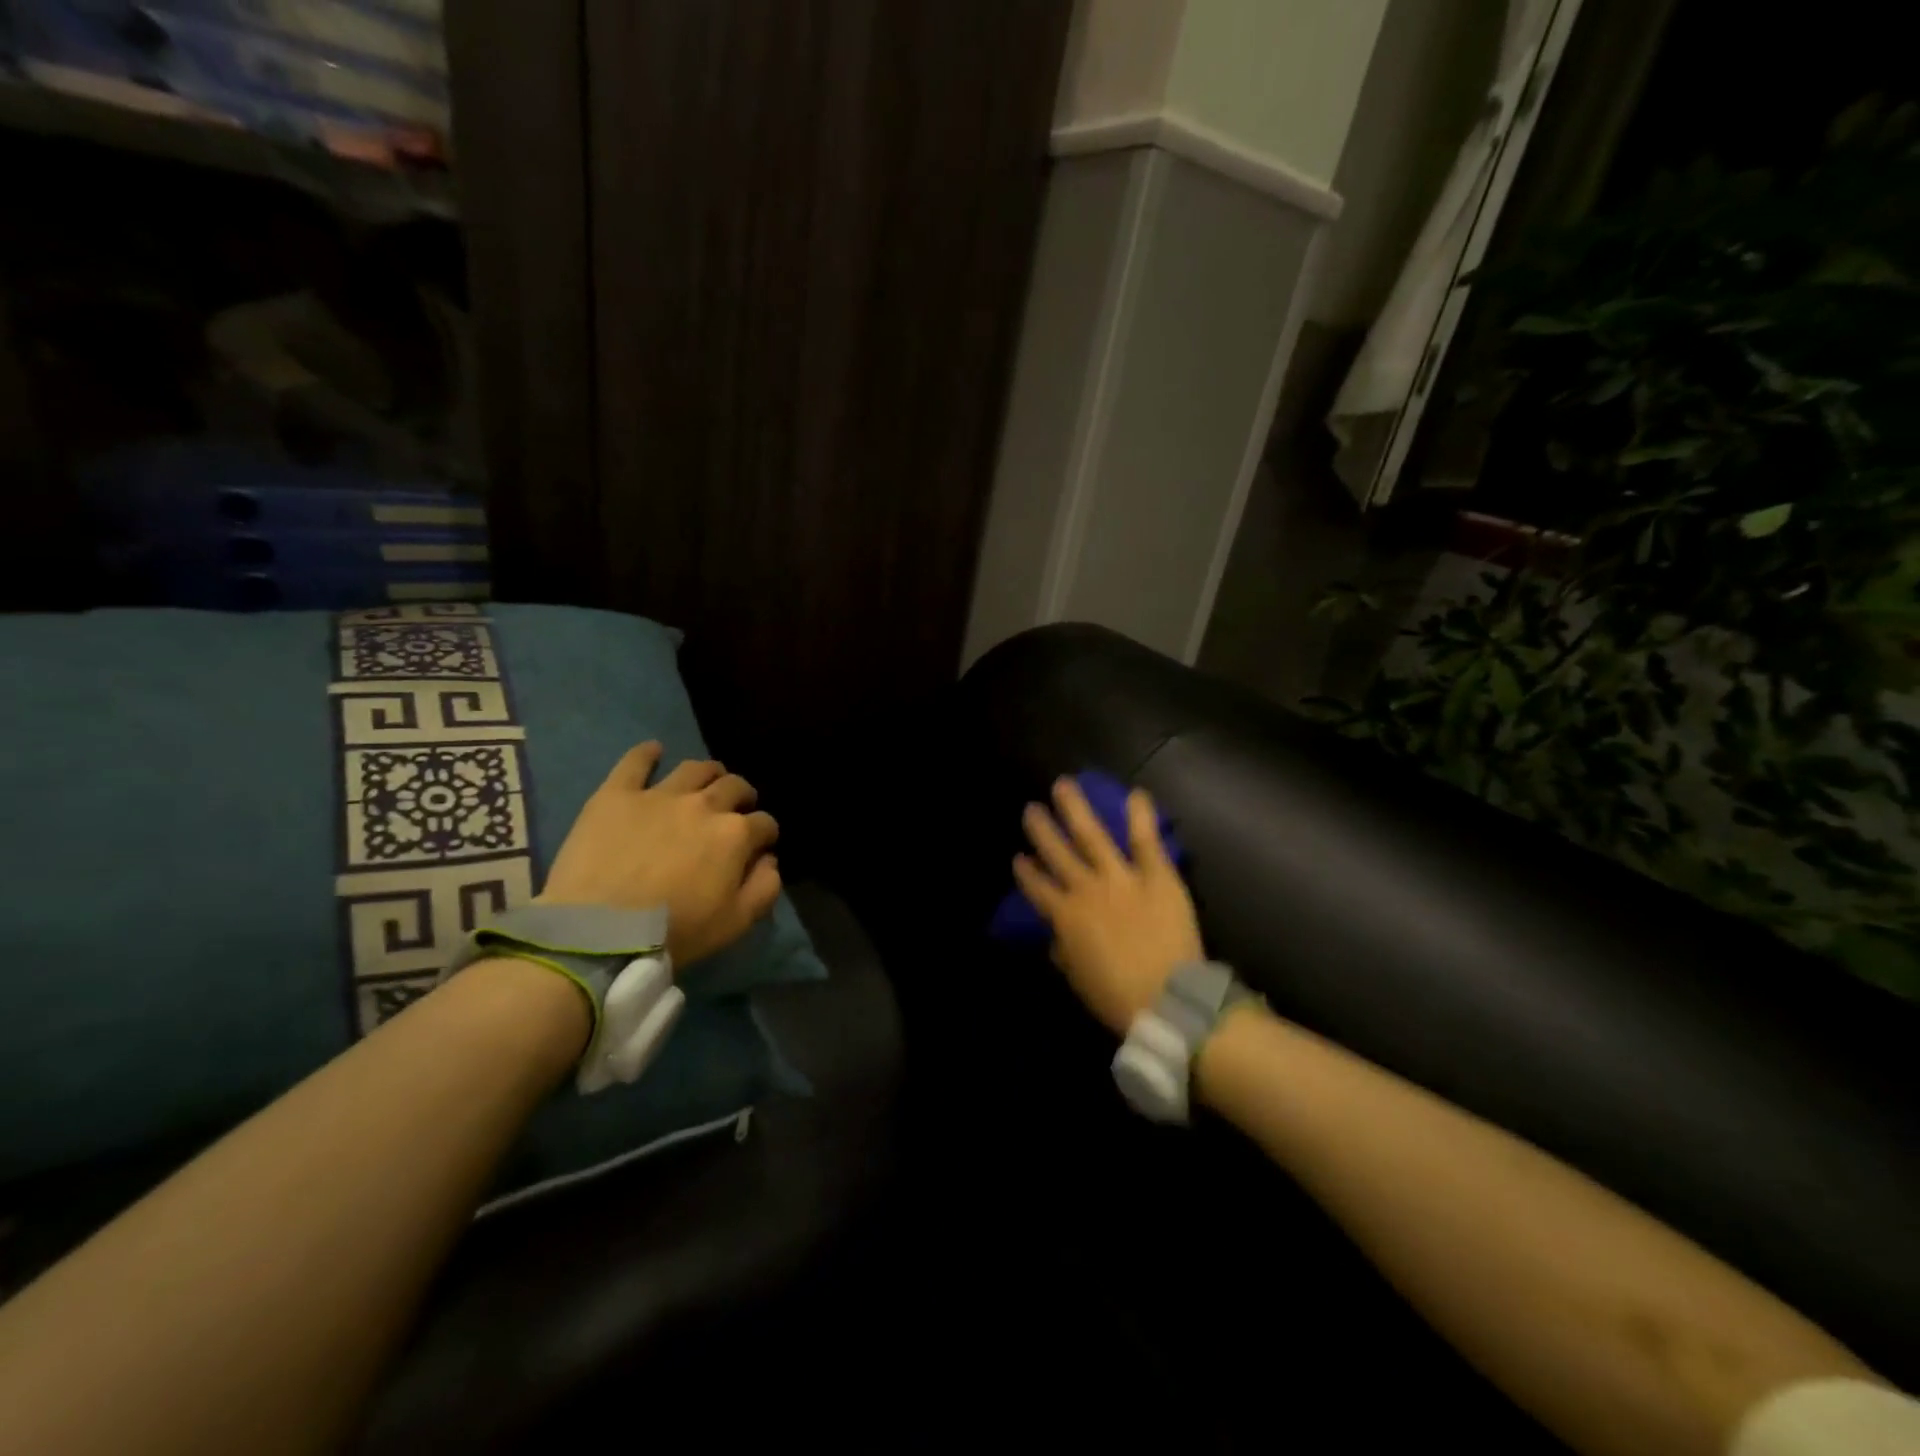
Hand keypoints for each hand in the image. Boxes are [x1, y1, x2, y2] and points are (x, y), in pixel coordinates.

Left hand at [539, 742, 781, 967]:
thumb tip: (770, 861)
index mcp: (735, 835)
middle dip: (742, 796)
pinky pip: (635, 762)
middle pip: (734, 787)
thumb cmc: (675, 932)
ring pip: (694, 769)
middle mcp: (704, 805)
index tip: (760, 845)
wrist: (600, 932)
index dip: (765, 834)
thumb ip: (764, 888)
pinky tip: (654, 750)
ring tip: (707, 781)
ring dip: (708, 773)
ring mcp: (659, 795)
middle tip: (736, 808)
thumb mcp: (736, 923)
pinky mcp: (617, 795)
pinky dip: (647, 753)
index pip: (764, 823)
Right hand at [1013, 777, 1202, 1034]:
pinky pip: (1146, 841)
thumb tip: (1059, 938)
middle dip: (1042, 830)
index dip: (1026, 872)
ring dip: (1075, 809)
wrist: (1167, 999)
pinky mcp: (1156, 876)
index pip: (1037, 888)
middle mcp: (1086, 889)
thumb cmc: (1118, 998)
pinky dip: (1141, 816)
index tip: (1019, 858)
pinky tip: (1135, 793)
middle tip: (1031, 809)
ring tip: (1064, 786)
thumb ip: (1065, 951)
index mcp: (1065, 917)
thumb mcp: (1078, 979)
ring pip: (1092, 835)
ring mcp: (1121, 878)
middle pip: (1058, 853)